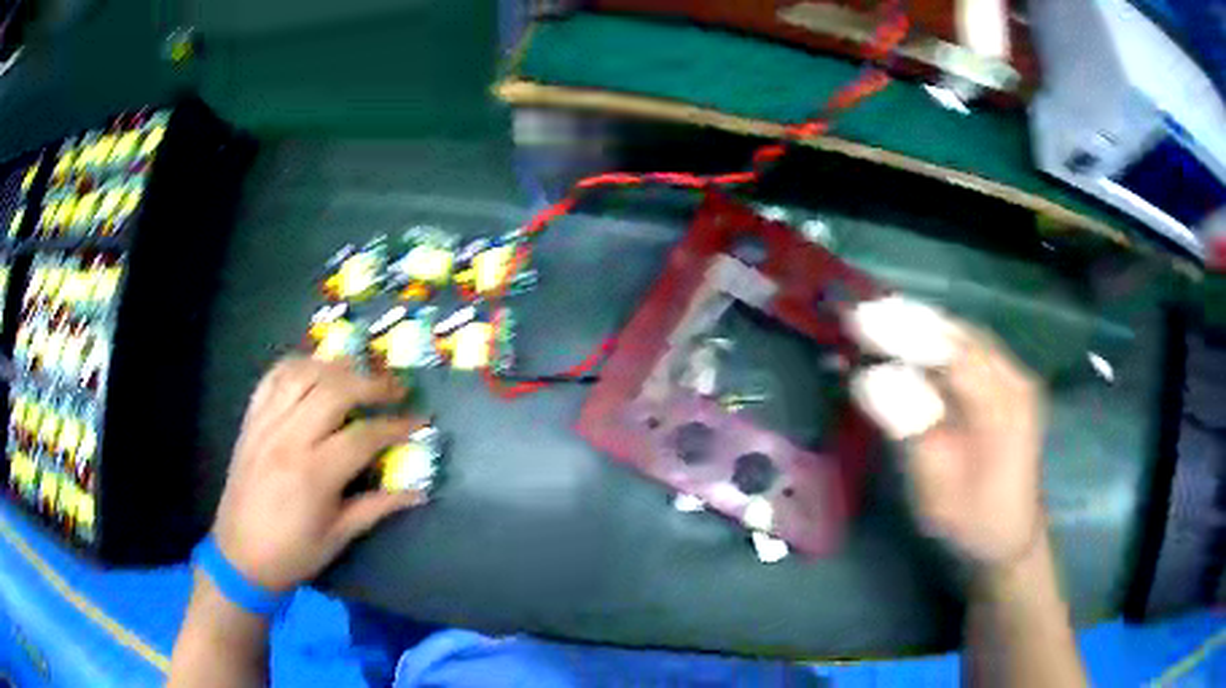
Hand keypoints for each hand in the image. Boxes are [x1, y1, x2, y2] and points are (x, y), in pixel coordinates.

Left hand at [212, 357, 426, 591]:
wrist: (240, 556)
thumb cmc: (293, 553)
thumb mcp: (339, 537)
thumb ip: (378, 507)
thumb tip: (419, 492)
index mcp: (313, 474)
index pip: (364, 435)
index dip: (396, 425)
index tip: (419, 421)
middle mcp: (288, 438)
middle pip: (335, 390)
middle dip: (372, 383)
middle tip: (395, 388)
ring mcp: (266, 423)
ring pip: (303, 374)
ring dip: (336, 367)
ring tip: (359, 373)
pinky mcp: (251, 420)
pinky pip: (273, 378)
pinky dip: (298, 365)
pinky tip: (315, 370)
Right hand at [851, 303, 1045, 568]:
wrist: (1010, 537)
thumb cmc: (971, 520)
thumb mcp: (938, 486)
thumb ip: (911, 428)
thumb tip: (871, 379)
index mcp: (1004, 406)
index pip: (952, 354)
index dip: (906, 335)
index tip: (859, 322)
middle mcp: (1014, 379)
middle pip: (960, 335)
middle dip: (910, 321)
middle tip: (860, 313)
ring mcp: (1013, 378)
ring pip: (963, 337)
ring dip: (921, 326)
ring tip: (876, 319)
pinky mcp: (1006, 384)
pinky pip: (968, 350)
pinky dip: (935, 341)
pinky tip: (910, 341)